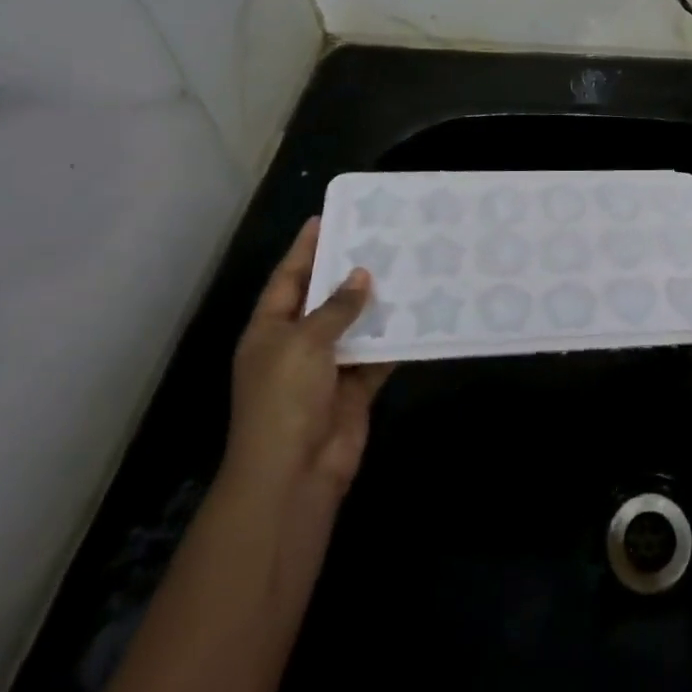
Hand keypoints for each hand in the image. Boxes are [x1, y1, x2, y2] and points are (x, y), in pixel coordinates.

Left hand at [220, 218, 392, 522]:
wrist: (293, 474)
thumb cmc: (285, 399)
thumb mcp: (304, 343)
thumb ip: (335, 308)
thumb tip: (360, 275)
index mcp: (270, 330)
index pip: (288, 278)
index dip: (305, 249)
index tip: (327, 217)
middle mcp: (297, 344)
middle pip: (324, 299)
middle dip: (348, 272)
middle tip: (380, 237)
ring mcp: (326, 368)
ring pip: (355, 325)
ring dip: (377, 304)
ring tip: (407, 266)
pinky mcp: (355, 388)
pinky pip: (378, 355)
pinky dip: (395, 339)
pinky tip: (420, 313)